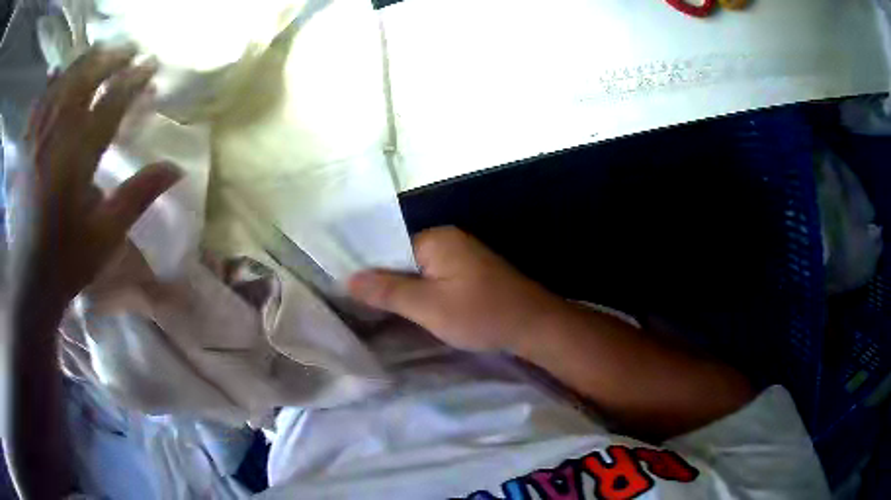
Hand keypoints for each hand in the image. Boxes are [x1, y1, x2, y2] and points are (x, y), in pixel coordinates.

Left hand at [23, 46, 180, 304]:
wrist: (29, 281)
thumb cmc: (67, 261)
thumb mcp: (106, 236)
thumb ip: (137, 196)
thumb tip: (177, 168)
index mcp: (76, 160)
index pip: (109, 103)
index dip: (133, 80)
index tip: (152, 65)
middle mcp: (54, 139)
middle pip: (83, 81)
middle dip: (109, 59)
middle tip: (130, 51)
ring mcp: (37, 140)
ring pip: (61, 83)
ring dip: (84, 63)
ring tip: (102, 53)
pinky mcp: (26, 148)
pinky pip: (40, 103)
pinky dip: (54, 83)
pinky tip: (63, 75)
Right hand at [348, 227, 568, 351]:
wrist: (534, 326)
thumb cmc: (481, 314)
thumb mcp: (428, 306)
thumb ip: (387, 291)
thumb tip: (348, 279)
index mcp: (437, 238)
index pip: (389, 250)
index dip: (370, 274)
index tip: (351, 298)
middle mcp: (449, 240)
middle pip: (404, 260)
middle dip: (387, 285)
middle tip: (364, 312)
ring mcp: (462, 256)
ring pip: (420, 273)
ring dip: (406, 293)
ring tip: (383, 316)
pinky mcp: (471, 273)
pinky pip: (437, 280)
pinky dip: (424, 296)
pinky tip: (414, 314)